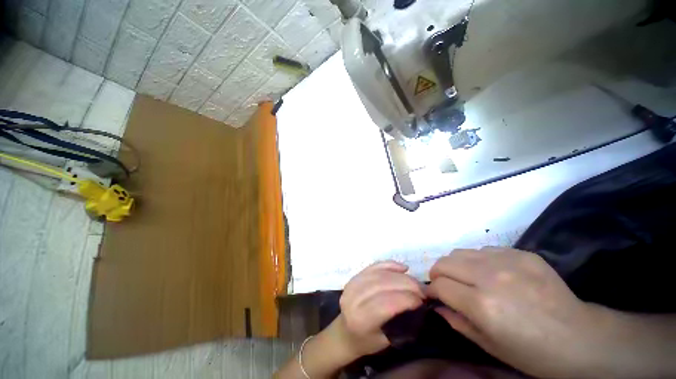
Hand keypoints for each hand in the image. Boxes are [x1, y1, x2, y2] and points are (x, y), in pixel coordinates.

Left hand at [336, 260, 424, 357]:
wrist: (345, 332)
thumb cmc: (367, 341)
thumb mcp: (387, 340)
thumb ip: (401, 323)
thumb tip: (420, 304)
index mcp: (361, 320)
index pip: (387, 304)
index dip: (407, 299)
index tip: (423, 300)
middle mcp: (354, 299)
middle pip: (383, 284)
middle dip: (407, 284)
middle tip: (423, 289)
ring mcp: (352, 285)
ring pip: (379, 274)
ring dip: (400, 275)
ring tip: (415, 281)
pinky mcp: (354, 277)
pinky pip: (374, 266)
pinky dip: (389, 265)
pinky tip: (402, 268)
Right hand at [427, 247, 608, 377]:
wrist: (580, 338)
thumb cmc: (532, 353)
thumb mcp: (489, 346)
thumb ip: (456, 321)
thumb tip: (436, 304)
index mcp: (482, 304)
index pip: (439, 285)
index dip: (432, 290)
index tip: (434, 296)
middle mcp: (490, 276)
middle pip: (444, 262)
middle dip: (438, 274)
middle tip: (446, 285)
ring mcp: (507, 261)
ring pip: (460, 252)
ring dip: (456, 265)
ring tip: (467, 278)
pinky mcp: (521, 253)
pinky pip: (484, 250)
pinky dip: (478, 261)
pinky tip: (492, 274)